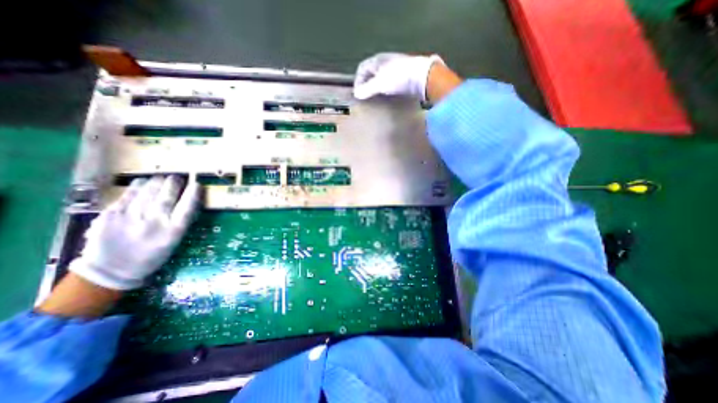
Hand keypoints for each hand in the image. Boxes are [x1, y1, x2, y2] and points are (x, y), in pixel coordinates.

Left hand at [69, 175, 199, 289]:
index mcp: (173, 231)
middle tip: (178, 177)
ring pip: (148, 192)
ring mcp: (131, 217)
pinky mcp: (111, 214)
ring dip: (158, 182)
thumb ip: (180, 222)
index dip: (193, 194)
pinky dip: (138, 186)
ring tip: (163, 177)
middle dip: (174, 184)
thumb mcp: (173, 242)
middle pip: (168, 196)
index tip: (197, 184)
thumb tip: (187, 203)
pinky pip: (129, 195)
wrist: (110, 270)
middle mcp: (154, 222)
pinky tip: (144, 181)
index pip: (187, 208)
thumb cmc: (151, 256)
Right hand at [352, 52, 443, 99]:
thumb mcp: (379, 84)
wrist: (422, 76)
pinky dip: (385, 88)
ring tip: (375, 97)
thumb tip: (356, 94)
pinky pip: (390, 81)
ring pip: (381, 77)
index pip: (362, 68)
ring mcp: (396, 67)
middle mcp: (385, 61)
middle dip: (366, 84)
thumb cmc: (398, 78)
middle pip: (371, 72)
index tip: (358, 94)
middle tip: (365, 96)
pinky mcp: (404, 74)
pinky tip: (387, 96)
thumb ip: (367, 89)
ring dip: (376, 87)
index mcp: (377, 60)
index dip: (357, 81)